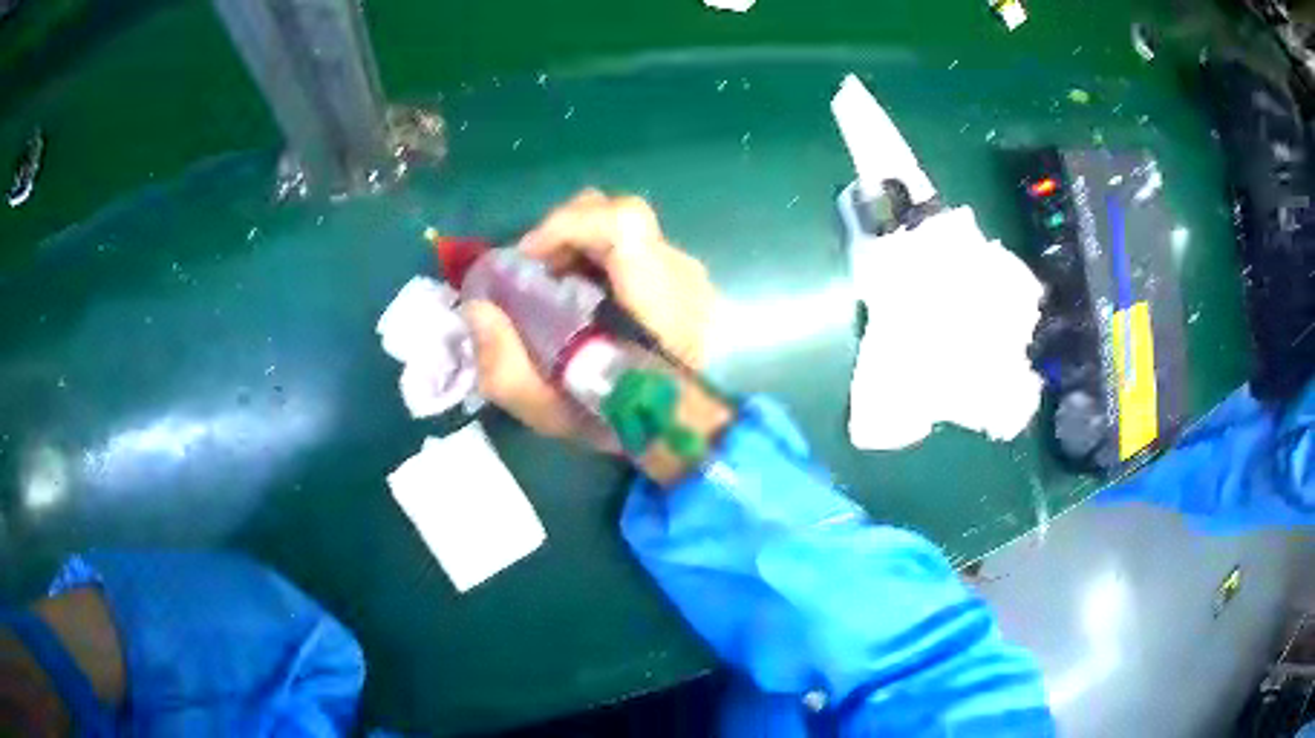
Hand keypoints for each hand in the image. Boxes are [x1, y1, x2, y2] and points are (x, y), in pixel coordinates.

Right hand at [465, 189, 716, 446]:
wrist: (692, 434)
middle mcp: (683, 278)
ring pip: (625, 225)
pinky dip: (594, 253)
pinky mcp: (683, 275)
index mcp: (665, 310)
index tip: (528, 260)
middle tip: (532, 271)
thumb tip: (477, 309)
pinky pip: (633, 242)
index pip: (625, 228)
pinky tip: (579, 291)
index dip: (567, 226)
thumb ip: (508, 371)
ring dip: (577, 242)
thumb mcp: (557, 416)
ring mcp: (688, 272)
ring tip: (551, 283)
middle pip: (622, 213)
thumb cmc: (627, 428)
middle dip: (564, 231)